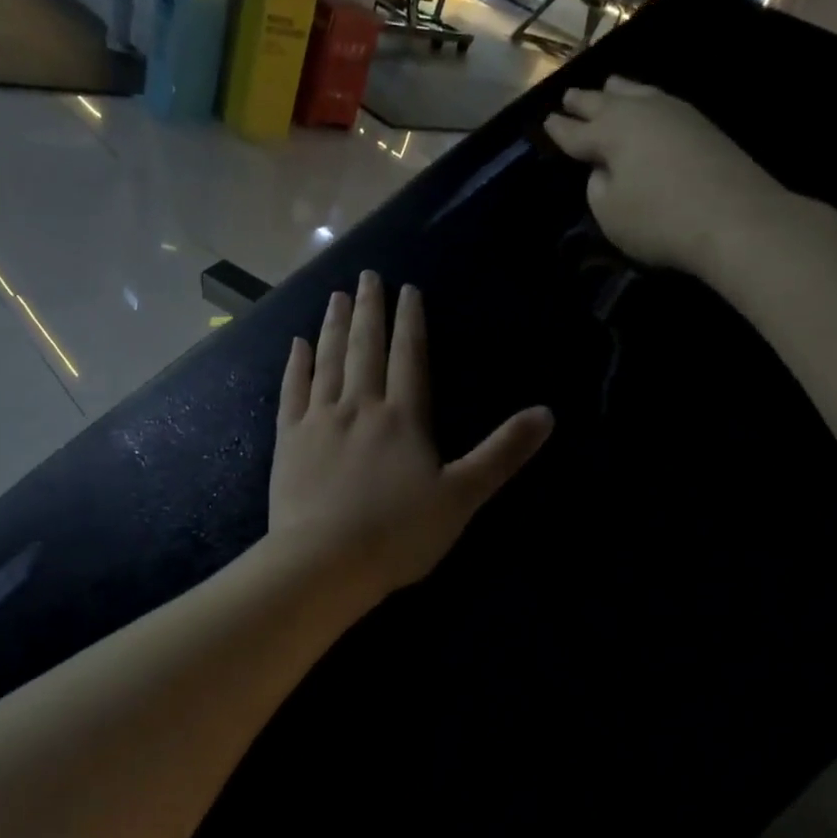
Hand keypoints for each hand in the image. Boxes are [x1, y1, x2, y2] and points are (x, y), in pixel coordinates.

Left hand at [267, 272, 552, 610]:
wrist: (325, 562)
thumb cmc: (399, 533)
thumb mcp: (463, 496)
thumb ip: (502, 453)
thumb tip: (547, 413)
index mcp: (403, 417)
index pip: (409, 356)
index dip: (410, 321)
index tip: (407, 289)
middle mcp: (360, 406)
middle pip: (366, 348)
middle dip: (369, 310)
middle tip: (366, 275)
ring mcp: (319, 421)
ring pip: (328, 362)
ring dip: (334, 327)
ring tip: (337, 297)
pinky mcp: (289, 441)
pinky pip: (292, 392)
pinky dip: (296, 366)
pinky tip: (297, 345)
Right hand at [542, 76, 795, 274]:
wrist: (735, 218)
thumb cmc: (659, 220)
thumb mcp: (610, 213)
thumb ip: (597, 186)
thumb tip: (605, 168)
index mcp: (609, 133)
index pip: (575, 131)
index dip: (559, 129)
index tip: (546, 121)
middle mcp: (639, 112)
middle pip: (604, 102)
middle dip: (584, 101)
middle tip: (569, 96)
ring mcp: (675, 112)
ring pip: (637, 92)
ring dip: (618, 91)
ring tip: (608, 87)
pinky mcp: (702, 124)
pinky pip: (660, 101)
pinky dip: (645, 100)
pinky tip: (648, 104)